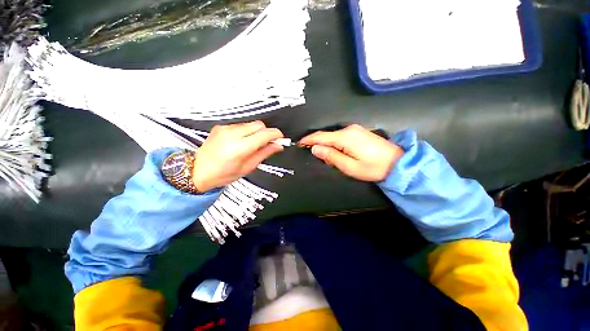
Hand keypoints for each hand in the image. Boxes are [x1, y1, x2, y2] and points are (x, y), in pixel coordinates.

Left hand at [192, 121, 283, 191]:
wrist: (198, 171)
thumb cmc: (223, 174)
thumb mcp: (248, 167)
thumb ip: (264, 153)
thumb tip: (278, 146)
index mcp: (240, 147)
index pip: (264, 134)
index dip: (276, 134)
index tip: (280, 139)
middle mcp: (232, 134)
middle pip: (259, 124)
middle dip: (266, 132)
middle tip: (267, 143)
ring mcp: (225, 128)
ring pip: (250, 124)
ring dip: (256, 132)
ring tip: (252, 144)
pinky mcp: (221, 126)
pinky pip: (241, 125)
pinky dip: (246, 132)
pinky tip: (242, 141)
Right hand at [299, 124, 402, 181]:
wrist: (399, 163)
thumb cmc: (373, 168)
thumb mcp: (349, 166)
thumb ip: (331, 156)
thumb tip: (315, 149)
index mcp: (345, 137)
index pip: (321, 136)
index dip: (308, 139)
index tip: (299, 143)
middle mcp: (349, 129)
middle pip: (327, 135)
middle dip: (317, 143)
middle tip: (311, 153)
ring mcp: (355, 129)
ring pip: (334, 135)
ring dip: (326, 143)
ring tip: (323, 155)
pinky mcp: (360, 132)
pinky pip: (341, 136)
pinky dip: (334, 142)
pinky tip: (335, 150)